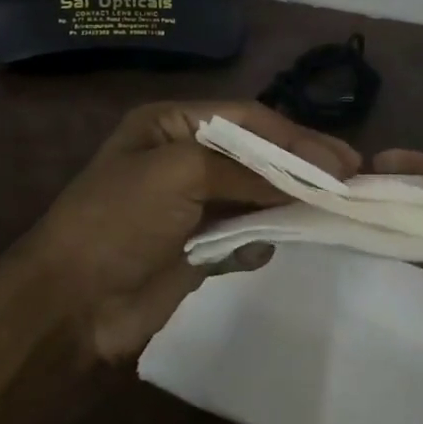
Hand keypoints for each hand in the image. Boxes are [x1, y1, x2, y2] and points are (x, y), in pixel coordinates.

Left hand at [24, 101, 358, 365]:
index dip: (296, 136)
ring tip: (332, 208)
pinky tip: (267, 244)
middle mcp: (184, 157)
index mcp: (171, 125)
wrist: (71, 303)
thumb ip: (245, 169)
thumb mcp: (178, 172)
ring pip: (255, 195)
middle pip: (256, 155)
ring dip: (287, 201)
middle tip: (351, 177)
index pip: (247, 119)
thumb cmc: (119, 220)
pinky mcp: (198, 248)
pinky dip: (259, 238)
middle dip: (300, 165)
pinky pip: (243, 234)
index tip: (341, 158)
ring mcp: (192, 205)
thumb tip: (305, 180)